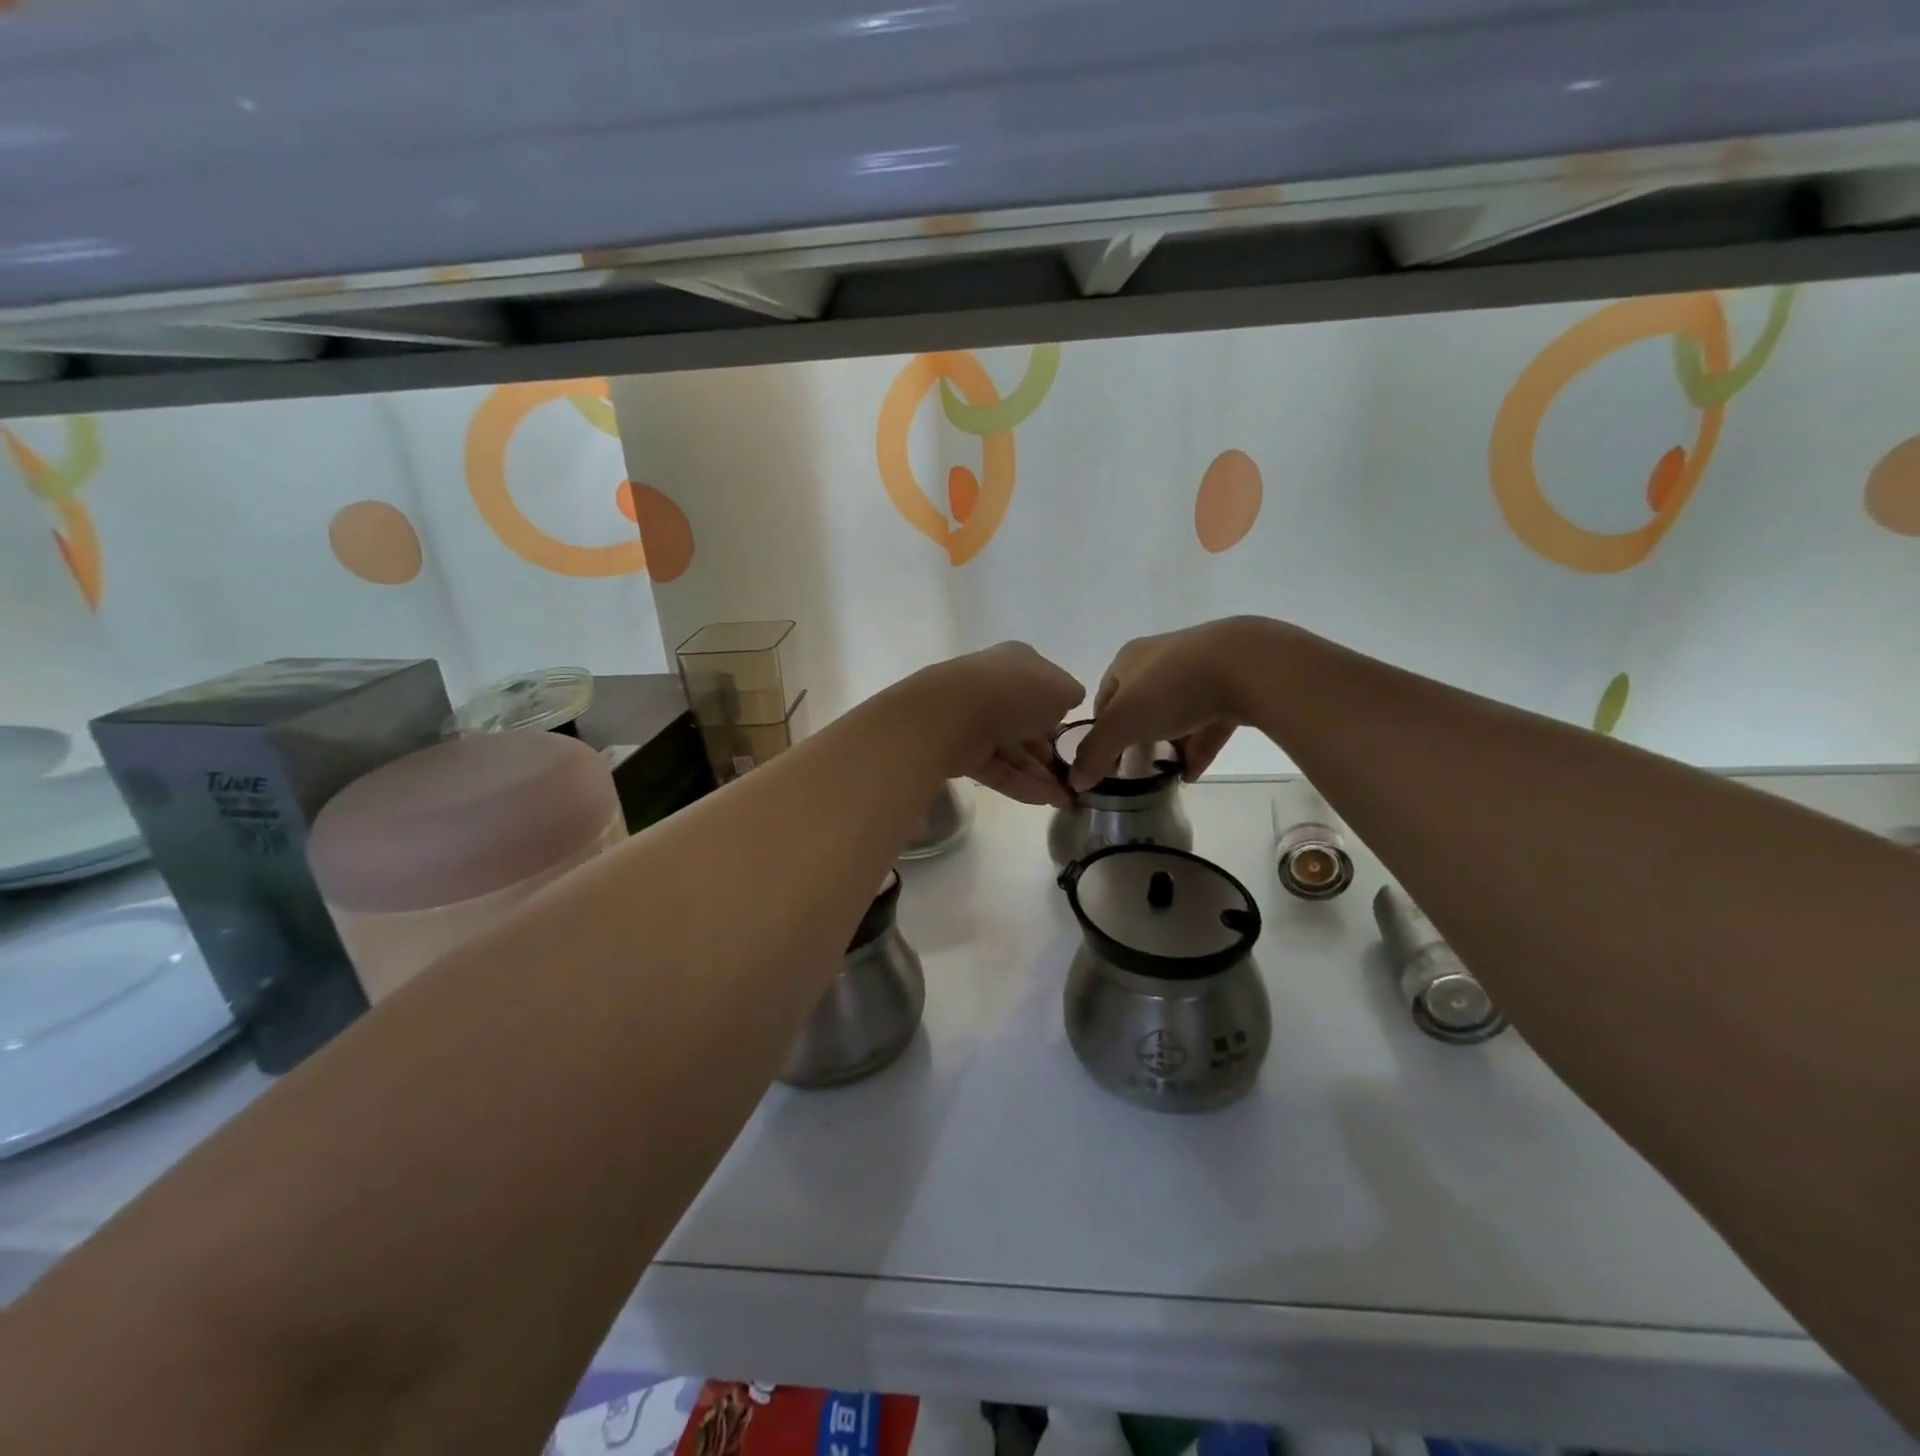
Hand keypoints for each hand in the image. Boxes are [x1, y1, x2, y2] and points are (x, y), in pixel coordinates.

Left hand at [922, 643, 1083, 806]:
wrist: (954, 713)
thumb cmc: (1015, 692)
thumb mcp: (1060, 688)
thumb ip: (1069, 695)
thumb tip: (1067, 701)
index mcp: (1015, 662)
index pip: (1041, 686)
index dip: (1059, 711)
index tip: (1074, 737)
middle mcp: (993, 688)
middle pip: (1025, 721)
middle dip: (1049, 750)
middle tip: (1071, 774)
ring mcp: (974, 720)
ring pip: (1013, 750)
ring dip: (1040, 774)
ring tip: (1065, 798)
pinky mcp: (962, 752)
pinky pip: (998, 770)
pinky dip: (1022, 785)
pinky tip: (1048, 801)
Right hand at [1069, 618, 1271, 790]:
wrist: (1248, 664)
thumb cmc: (1172, 687)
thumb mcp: (1123, 722)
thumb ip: (1096, 752)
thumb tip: (1074, 781)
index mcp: (1129, 660)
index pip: (1104, 698)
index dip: (1101, 731)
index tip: (1105, 761)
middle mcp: (1161, 660)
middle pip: (1140, 705)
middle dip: (1137, 738)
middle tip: (1136, 769)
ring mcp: (1200, 670)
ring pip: (1176, 713)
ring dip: (1169, 744)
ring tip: (1165, 774)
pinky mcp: (1233, 684)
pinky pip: (1209, 720)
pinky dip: (1199, 745)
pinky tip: (1194, 773)